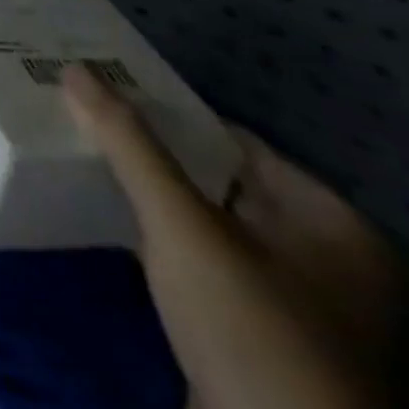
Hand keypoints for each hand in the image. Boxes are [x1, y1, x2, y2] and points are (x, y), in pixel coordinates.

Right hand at [63, 65, 404, 408]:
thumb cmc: (254, 336)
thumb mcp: (184, 227)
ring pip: (203, 224)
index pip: (230, 139)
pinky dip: (155, 240)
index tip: (103, 89)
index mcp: (332, 224)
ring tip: (81, 155)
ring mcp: (290, 306)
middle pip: (216, 179)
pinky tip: (103, 217)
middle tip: (81, 115)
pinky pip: (197, 265)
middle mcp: (323, 259)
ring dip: (148, 196)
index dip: (165, 110)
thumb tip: (76, 69)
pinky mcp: (252, 339)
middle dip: (149, 152)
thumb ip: (129, 145)